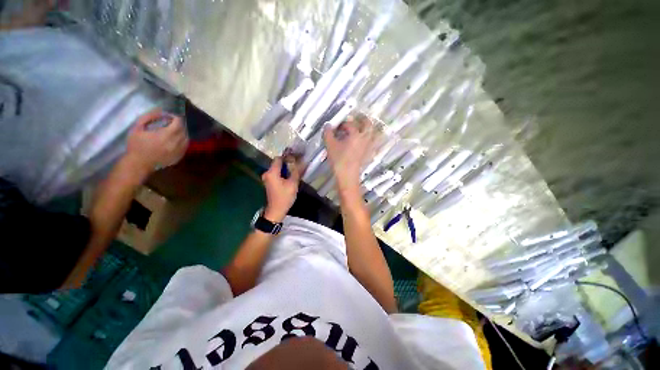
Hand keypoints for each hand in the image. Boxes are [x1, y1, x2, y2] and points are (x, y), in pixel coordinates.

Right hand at [124, 109, 188, 175]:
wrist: (139, 164)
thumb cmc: (136, 145)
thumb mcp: (137, 128)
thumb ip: (148, 117)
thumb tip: (159, 111)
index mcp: (166, 135)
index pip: (178, 123)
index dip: (175, 118)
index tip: (169, 117)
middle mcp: (175, 143)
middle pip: (183, 130)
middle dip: (178, 125)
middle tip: (171, 123)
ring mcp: (179, 151)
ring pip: (186, 139)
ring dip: (181, 133)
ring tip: (173, 131)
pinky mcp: (179, 156)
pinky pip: (185, 147)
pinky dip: (182, 141)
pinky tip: (174, 140)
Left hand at [262, 156, 300, 222]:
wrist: (276, 210)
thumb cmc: (285, 197)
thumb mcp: (293, 183)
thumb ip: (295, 171)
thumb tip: (299, 161)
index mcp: (272, 172)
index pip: (278, 158)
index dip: (287, 157)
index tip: (296, 159)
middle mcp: (267, 173)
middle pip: (277, 163)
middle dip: (287, 163)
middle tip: (297, 166)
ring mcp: (267, 178)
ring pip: (277, 169)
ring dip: (285, 169)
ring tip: (295, 172)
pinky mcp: (269, 182)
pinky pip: (276, 174)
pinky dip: (282, 174)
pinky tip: (290, 178)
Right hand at [324, 115, 376, 190]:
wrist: (347, 175)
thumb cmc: (339, 159)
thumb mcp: (330, 145)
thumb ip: (328, 133)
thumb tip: (328, 126)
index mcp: (355, 134)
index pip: (350, 124)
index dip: (343, 124)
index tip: (337, 127)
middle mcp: (364, 138)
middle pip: (368, 124)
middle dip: (362, 120)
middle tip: (356, 119)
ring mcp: (368, 146)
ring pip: (373, 134)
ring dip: (369, 130)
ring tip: (363, 129)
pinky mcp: (369, 154)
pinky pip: (373, 144)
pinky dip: (370, 141)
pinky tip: (365, 142)